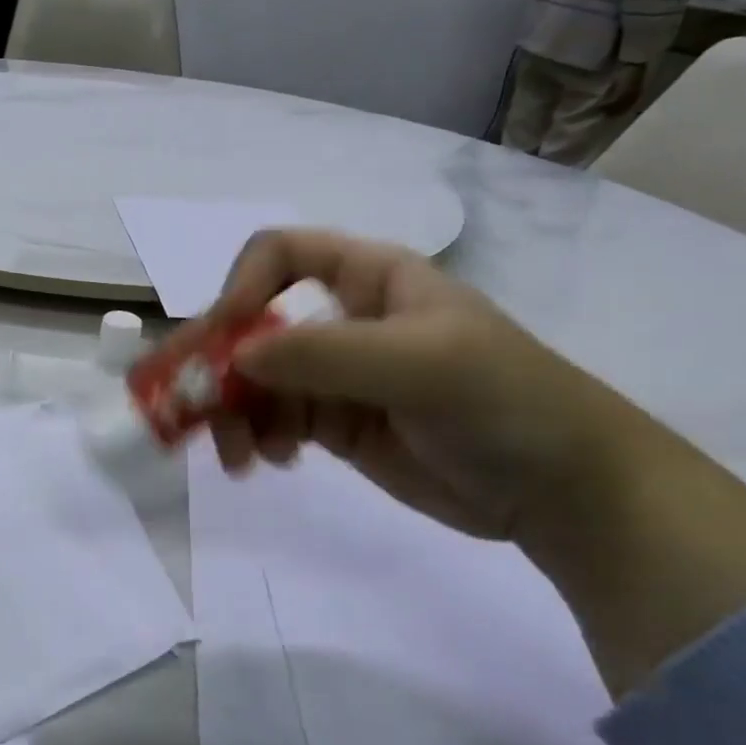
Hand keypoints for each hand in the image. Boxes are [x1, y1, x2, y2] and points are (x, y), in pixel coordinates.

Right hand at [178, 229, 745, 694]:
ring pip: (252, 378)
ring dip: (230, 412)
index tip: (228, 338)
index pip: (278, 254)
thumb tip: (236, 357)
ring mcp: (333, 373)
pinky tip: (268, 463)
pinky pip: (269, 420)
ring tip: (239, 457)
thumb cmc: (505, 402)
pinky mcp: (331, 422)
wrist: (565, 490)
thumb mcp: (422, 364)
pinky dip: (254, 438)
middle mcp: (341, 317)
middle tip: (180, 404)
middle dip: (215, 361)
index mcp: (366, 277)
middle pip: (251, 322)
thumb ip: (325, 354)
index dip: (242, 286)